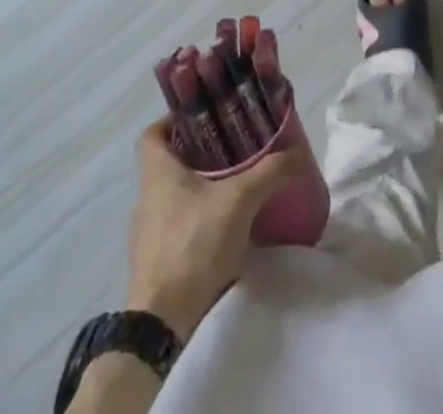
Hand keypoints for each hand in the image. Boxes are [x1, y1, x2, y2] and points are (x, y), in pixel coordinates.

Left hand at [125, 119, 308, 340]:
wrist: (161, 324)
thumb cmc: (193, 245)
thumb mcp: (239, 200)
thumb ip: (269, 171)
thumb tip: (296, 152)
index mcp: (157, 173)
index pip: (152, 134)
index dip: (174, 120)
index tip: (204, 119)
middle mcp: (146, 199)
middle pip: (169, 163)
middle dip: (199, 154)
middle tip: (233, 149)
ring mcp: (148, 234)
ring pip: (175, 197)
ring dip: (201, 189)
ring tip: (234, 188)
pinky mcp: (157, 263)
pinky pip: (178, 228)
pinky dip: (199, 221)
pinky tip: (225, 229)